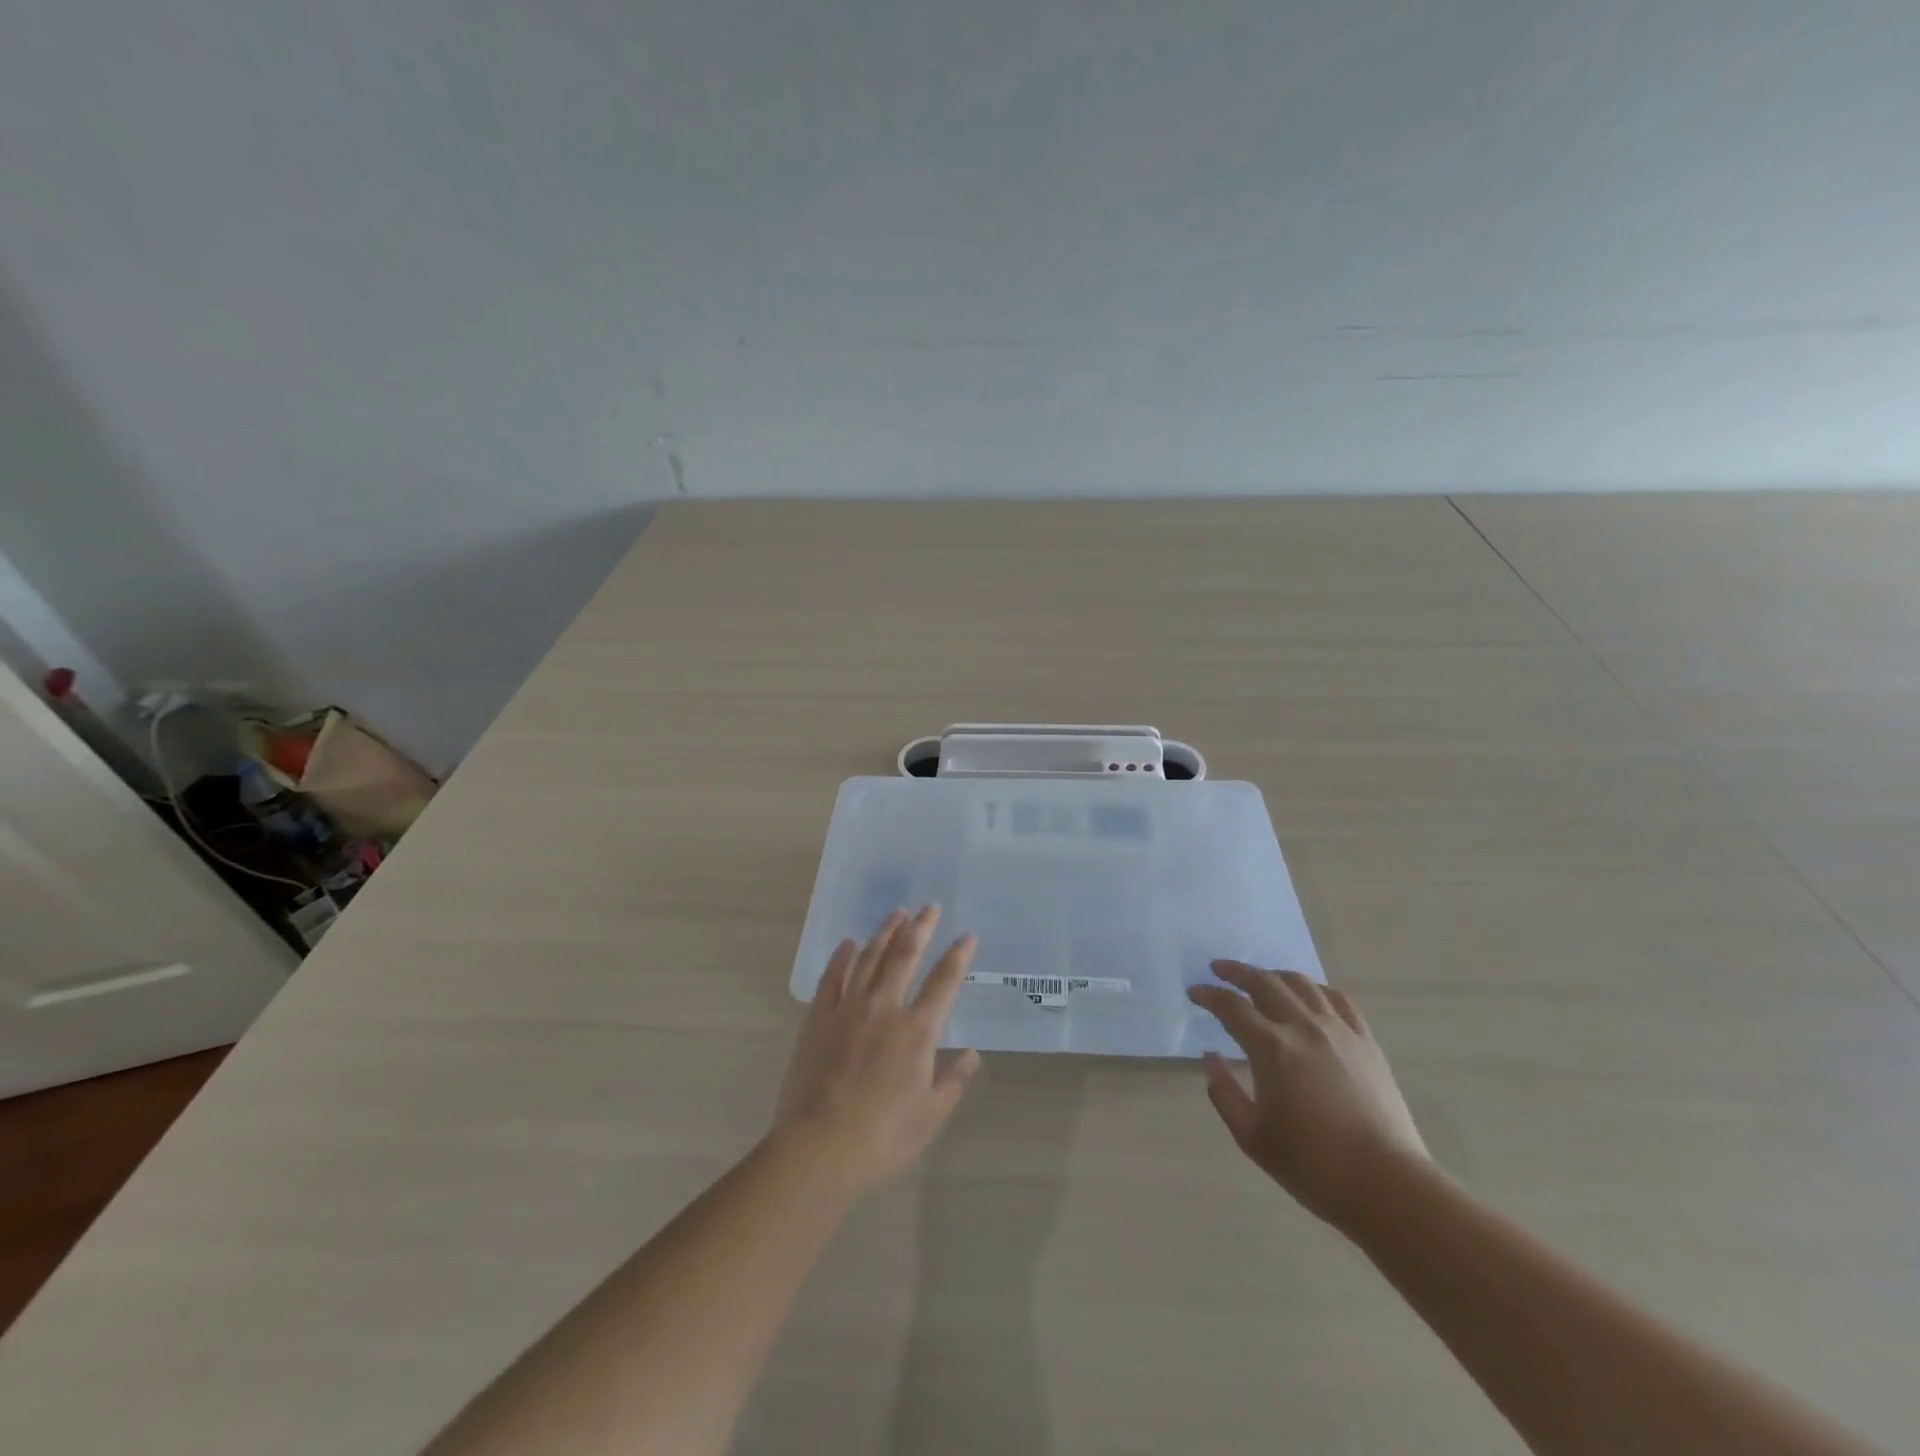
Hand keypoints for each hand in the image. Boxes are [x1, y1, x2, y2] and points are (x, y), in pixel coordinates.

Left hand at [773, 906, 981, 1195]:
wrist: (819, 1148)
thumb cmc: (883, 1138)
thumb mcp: (931, 1115)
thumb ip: (953, 1080)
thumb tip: (971, 1054)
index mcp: (917, 1030)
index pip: (944, 982)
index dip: (958, 956)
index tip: (967, 936)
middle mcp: (885, 1008)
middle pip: (905, 956)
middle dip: (921, 928)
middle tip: (930, 907)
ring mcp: (848, 1009)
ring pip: (869, 959)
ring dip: (884, 933)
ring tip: (896, 913)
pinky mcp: (818, 1018)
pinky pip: (832, 978)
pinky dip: (841, 957)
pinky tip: (848, 943)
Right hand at [1188, 962, 1427, 1228]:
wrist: (1387, 1185)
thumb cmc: (1312, 1165)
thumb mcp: (1251, 1136)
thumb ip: (1224, 1092)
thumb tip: (1210, 1057)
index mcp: (1270, 1047)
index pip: (1231, 1006)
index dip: (1208, 995)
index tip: (1194, 992)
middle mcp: (1302, 1027)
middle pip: (1264, 982)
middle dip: (1236, 972)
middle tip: (1218, 969)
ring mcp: (1339, 1030)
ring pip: (1301, 984)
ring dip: (1274, 975)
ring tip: (1262, 979)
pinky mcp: (1366, 1042)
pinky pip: (1338, 999)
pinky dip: (1317, 989)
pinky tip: (1311, 996)